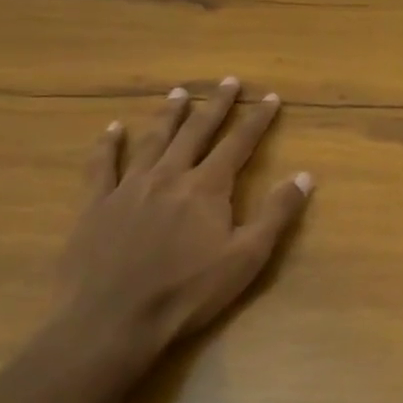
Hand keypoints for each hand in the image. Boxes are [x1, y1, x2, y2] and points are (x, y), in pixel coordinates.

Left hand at [53, 78, 313, 355]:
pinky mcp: (96, 206)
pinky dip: (107, 145)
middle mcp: (169, 176)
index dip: (257, 119)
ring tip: (179, 93)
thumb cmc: (187, 293)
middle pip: (196, 131)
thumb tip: (306, 175)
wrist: (111, 321)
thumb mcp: (246, 257)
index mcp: (207, 187)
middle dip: (216, 105)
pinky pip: (101, 166)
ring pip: (152, 140)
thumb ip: (277, 213)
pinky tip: (111, 129)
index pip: (239, 143)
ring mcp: (129, 188)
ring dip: (168, 115)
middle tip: (229, 82)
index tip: (270, 97)